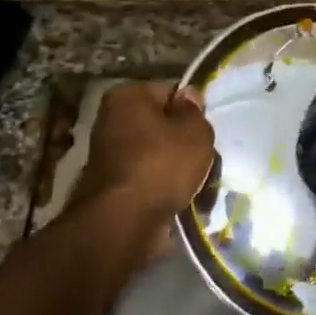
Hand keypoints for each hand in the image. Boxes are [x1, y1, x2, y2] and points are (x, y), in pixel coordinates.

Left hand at [73, 81, 215, 222]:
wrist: (124, 222)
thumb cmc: (161, 165)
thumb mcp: (194, 132)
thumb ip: (195, 111)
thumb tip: (188, 96)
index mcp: (127, 96)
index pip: (170, 92)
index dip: (192, 112)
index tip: (205, 132)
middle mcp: (112, 120)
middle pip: (163, 125)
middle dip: (185, 143)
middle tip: (205, 160)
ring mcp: (110, 155)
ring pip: (159, 154)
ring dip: (178, 168)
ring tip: (198, 185)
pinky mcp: (114, 185)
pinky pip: (150, 178)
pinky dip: (164, 188)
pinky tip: (182, 200)